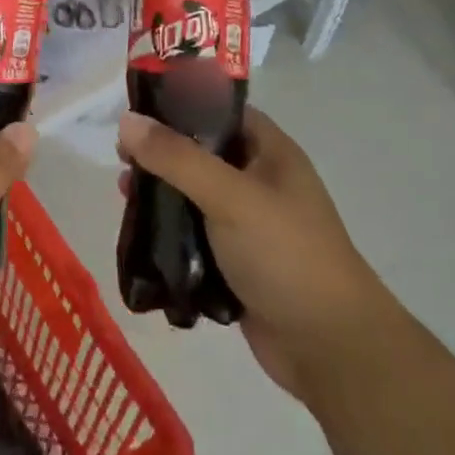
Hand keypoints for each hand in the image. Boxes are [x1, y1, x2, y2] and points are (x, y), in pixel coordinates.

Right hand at [117, 105, 384, 398]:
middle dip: (161, 154)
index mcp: (270, 152)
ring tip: (124, 196)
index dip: (179, 104)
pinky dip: (169, 233)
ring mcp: (249, 224)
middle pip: (200, 152)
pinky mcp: (236, 263)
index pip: (219, 110)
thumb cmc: (286, 255)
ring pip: (194, 195)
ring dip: (161, 195)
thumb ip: (176, 157)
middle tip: (122, 159)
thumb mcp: (230, 196)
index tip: (136, 110)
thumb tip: (126, 121)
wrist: (331, 351)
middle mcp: (260, 181)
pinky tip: (140, 235)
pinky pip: (194, 235)